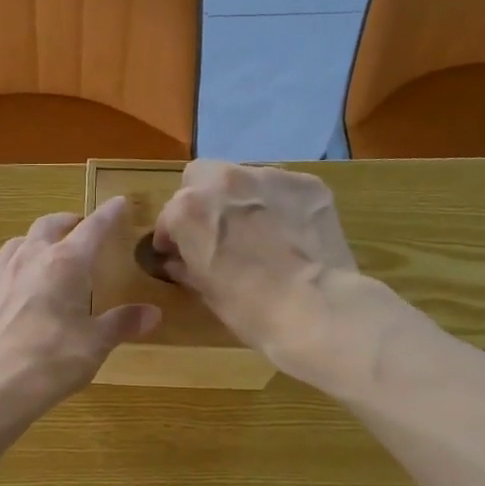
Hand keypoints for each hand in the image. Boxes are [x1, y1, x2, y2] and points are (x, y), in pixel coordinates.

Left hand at [0, 198, 160, 433]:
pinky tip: (9, 289)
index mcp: (65, 263)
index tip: (120, 202)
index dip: (109, 214)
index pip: (93, 228)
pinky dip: (7, 275)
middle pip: (49, 225)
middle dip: (67, 222)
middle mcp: (29, 259)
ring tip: (43, 253)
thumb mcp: (95, 344)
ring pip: (16, 244)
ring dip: (34, 242)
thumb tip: (152, 313)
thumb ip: (122, 324)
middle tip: (78, 227)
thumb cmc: (51, 362)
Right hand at [155, 160, 358, 375]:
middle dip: (202, 200)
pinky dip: (279, 205)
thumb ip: (187, 266)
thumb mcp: (206, 291)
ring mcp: (269, 177)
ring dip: (242, 199)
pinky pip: (282, 189)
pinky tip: (289, 233)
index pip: (169, 216)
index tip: (178, 253)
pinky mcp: (307, 183)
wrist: (316, 308)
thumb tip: (179, 261)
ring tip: (257, 232)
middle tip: (215, 232)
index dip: (172, 237)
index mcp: (190, 209)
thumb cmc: (249, 309)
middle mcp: (225, 181)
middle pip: (202, 177)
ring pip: (243, 178)